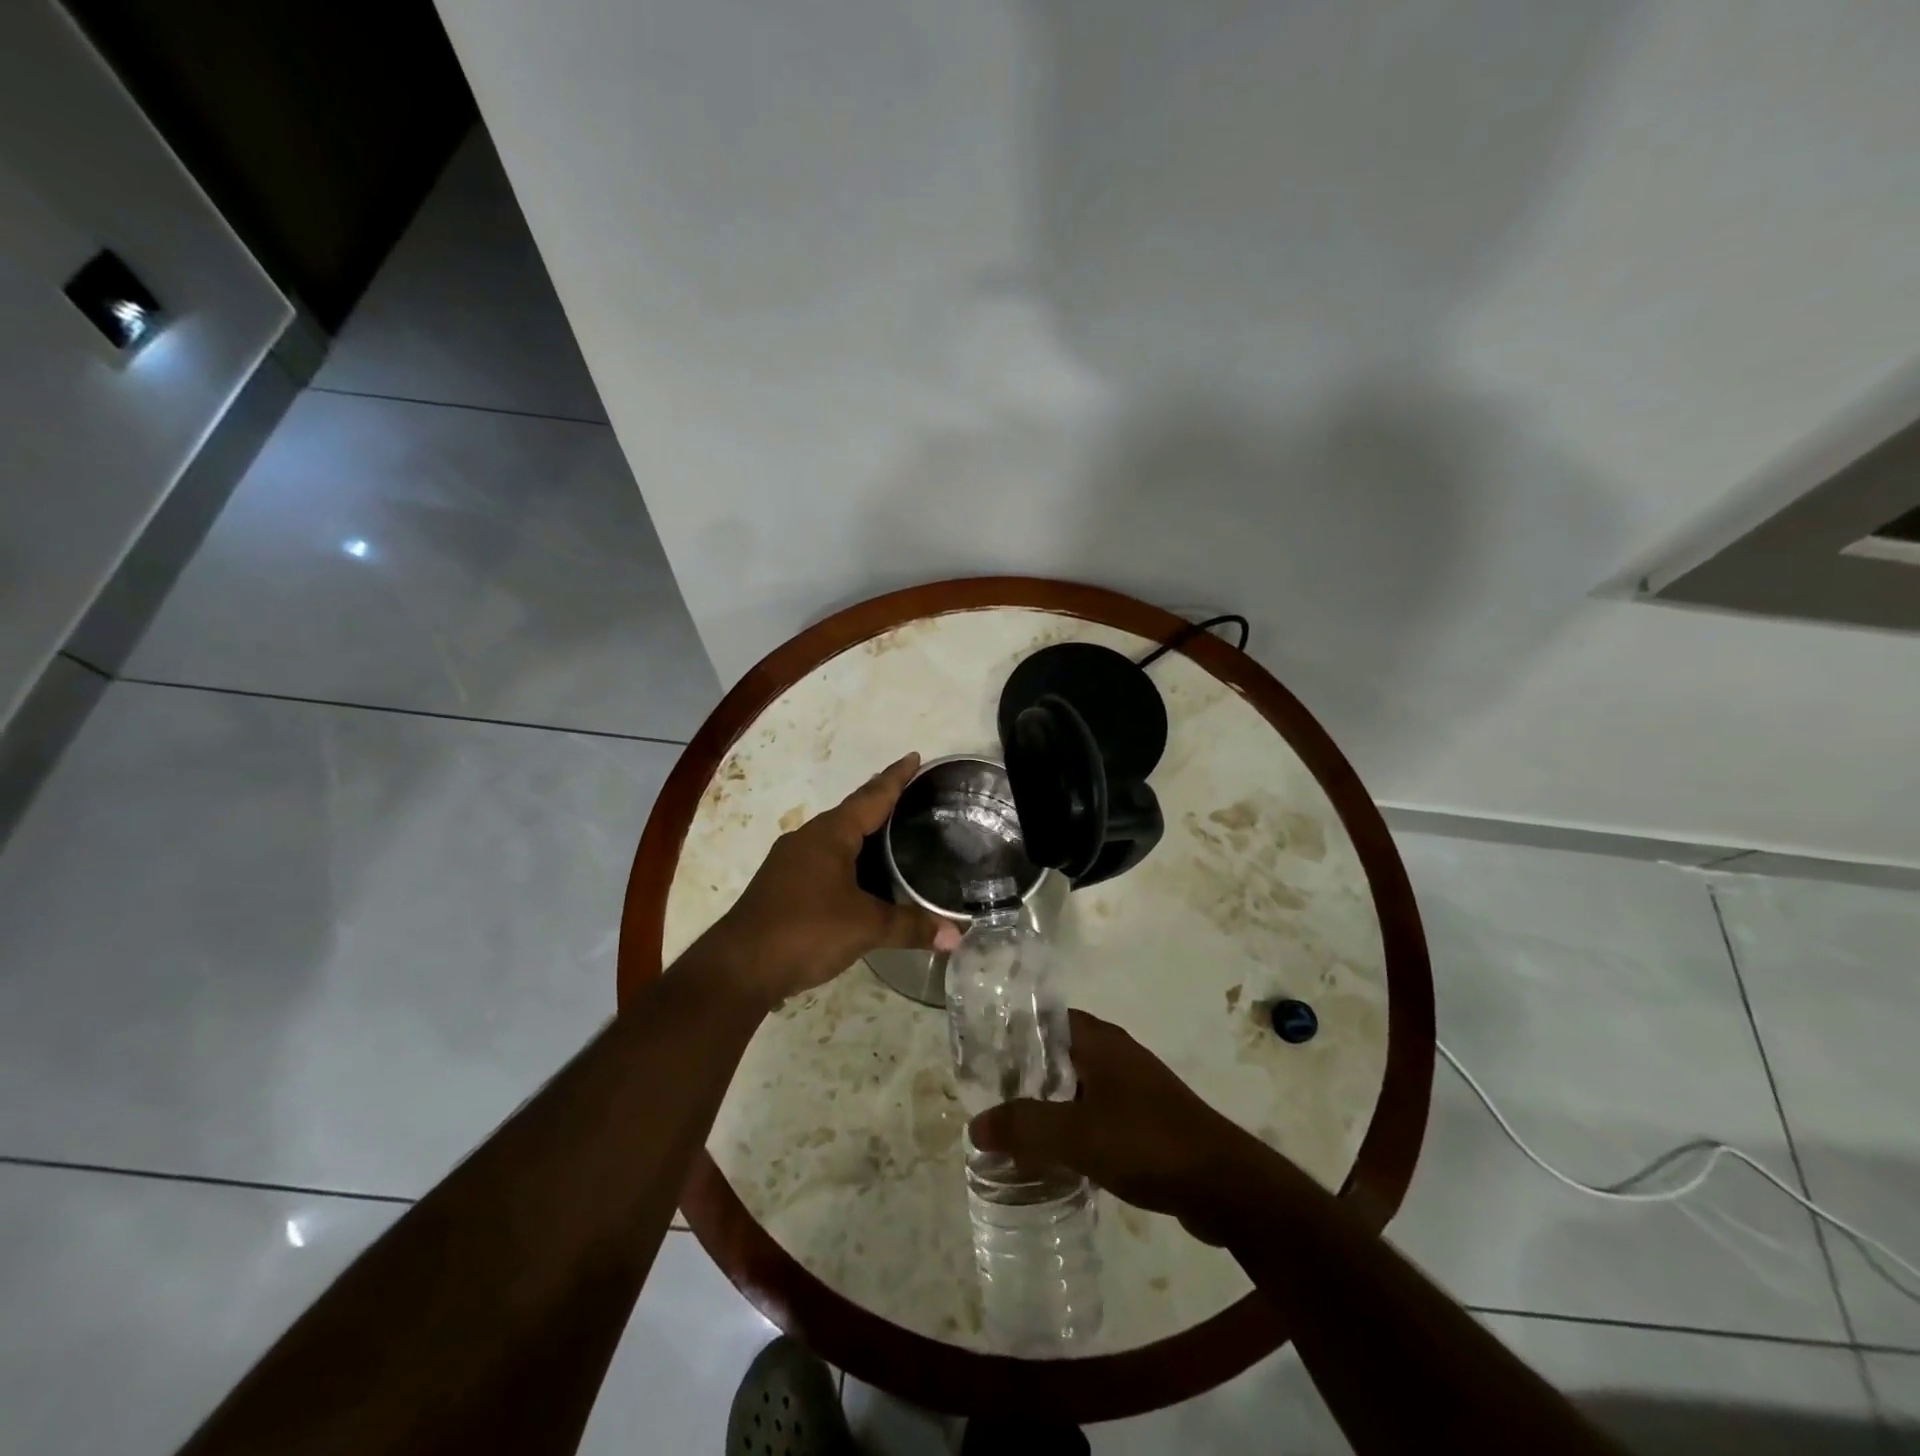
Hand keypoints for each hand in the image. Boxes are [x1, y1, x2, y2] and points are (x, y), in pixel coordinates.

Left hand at [701, 753, 960, 1003]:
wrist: (739, 968)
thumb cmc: (805, 931)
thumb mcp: (865, 927)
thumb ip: (910, 926)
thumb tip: (957, 936)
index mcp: (830, 834)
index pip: (871, 797)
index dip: (895, 778)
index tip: (914, 757)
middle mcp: (808, 839)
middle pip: (852, 813)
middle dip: (880, 803)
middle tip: (912, 796)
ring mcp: (790, 862)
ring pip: (836, 838)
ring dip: (862, 834)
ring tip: (892, 834)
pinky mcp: (782, 886)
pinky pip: (824, 860)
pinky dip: (848, 860)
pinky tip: (861, 878)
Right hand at [969, 1010, 1283, 1241]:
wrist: (1223, 1185)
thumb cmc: (1146, 1142)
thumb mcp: (1076, 1135)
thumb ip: (1024, 1127)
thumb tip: (975, 1125)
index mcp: (1099, 1041)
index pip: (1044, 1019)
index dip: (1012, 1033)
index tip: (981, 1057)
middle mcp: (1115, 1054)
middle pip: (1057, 1054)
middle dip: (1024, 1075)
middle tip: (989, 1099)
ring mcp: (1133, 1087)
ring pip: (1076, 1087)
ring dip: (1047, 1105)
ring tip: (1013, 1131)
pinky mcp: (1144, 1119)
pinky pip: (1095, 1114)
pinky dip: (1072, 1127)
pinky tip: (1055, 1157)